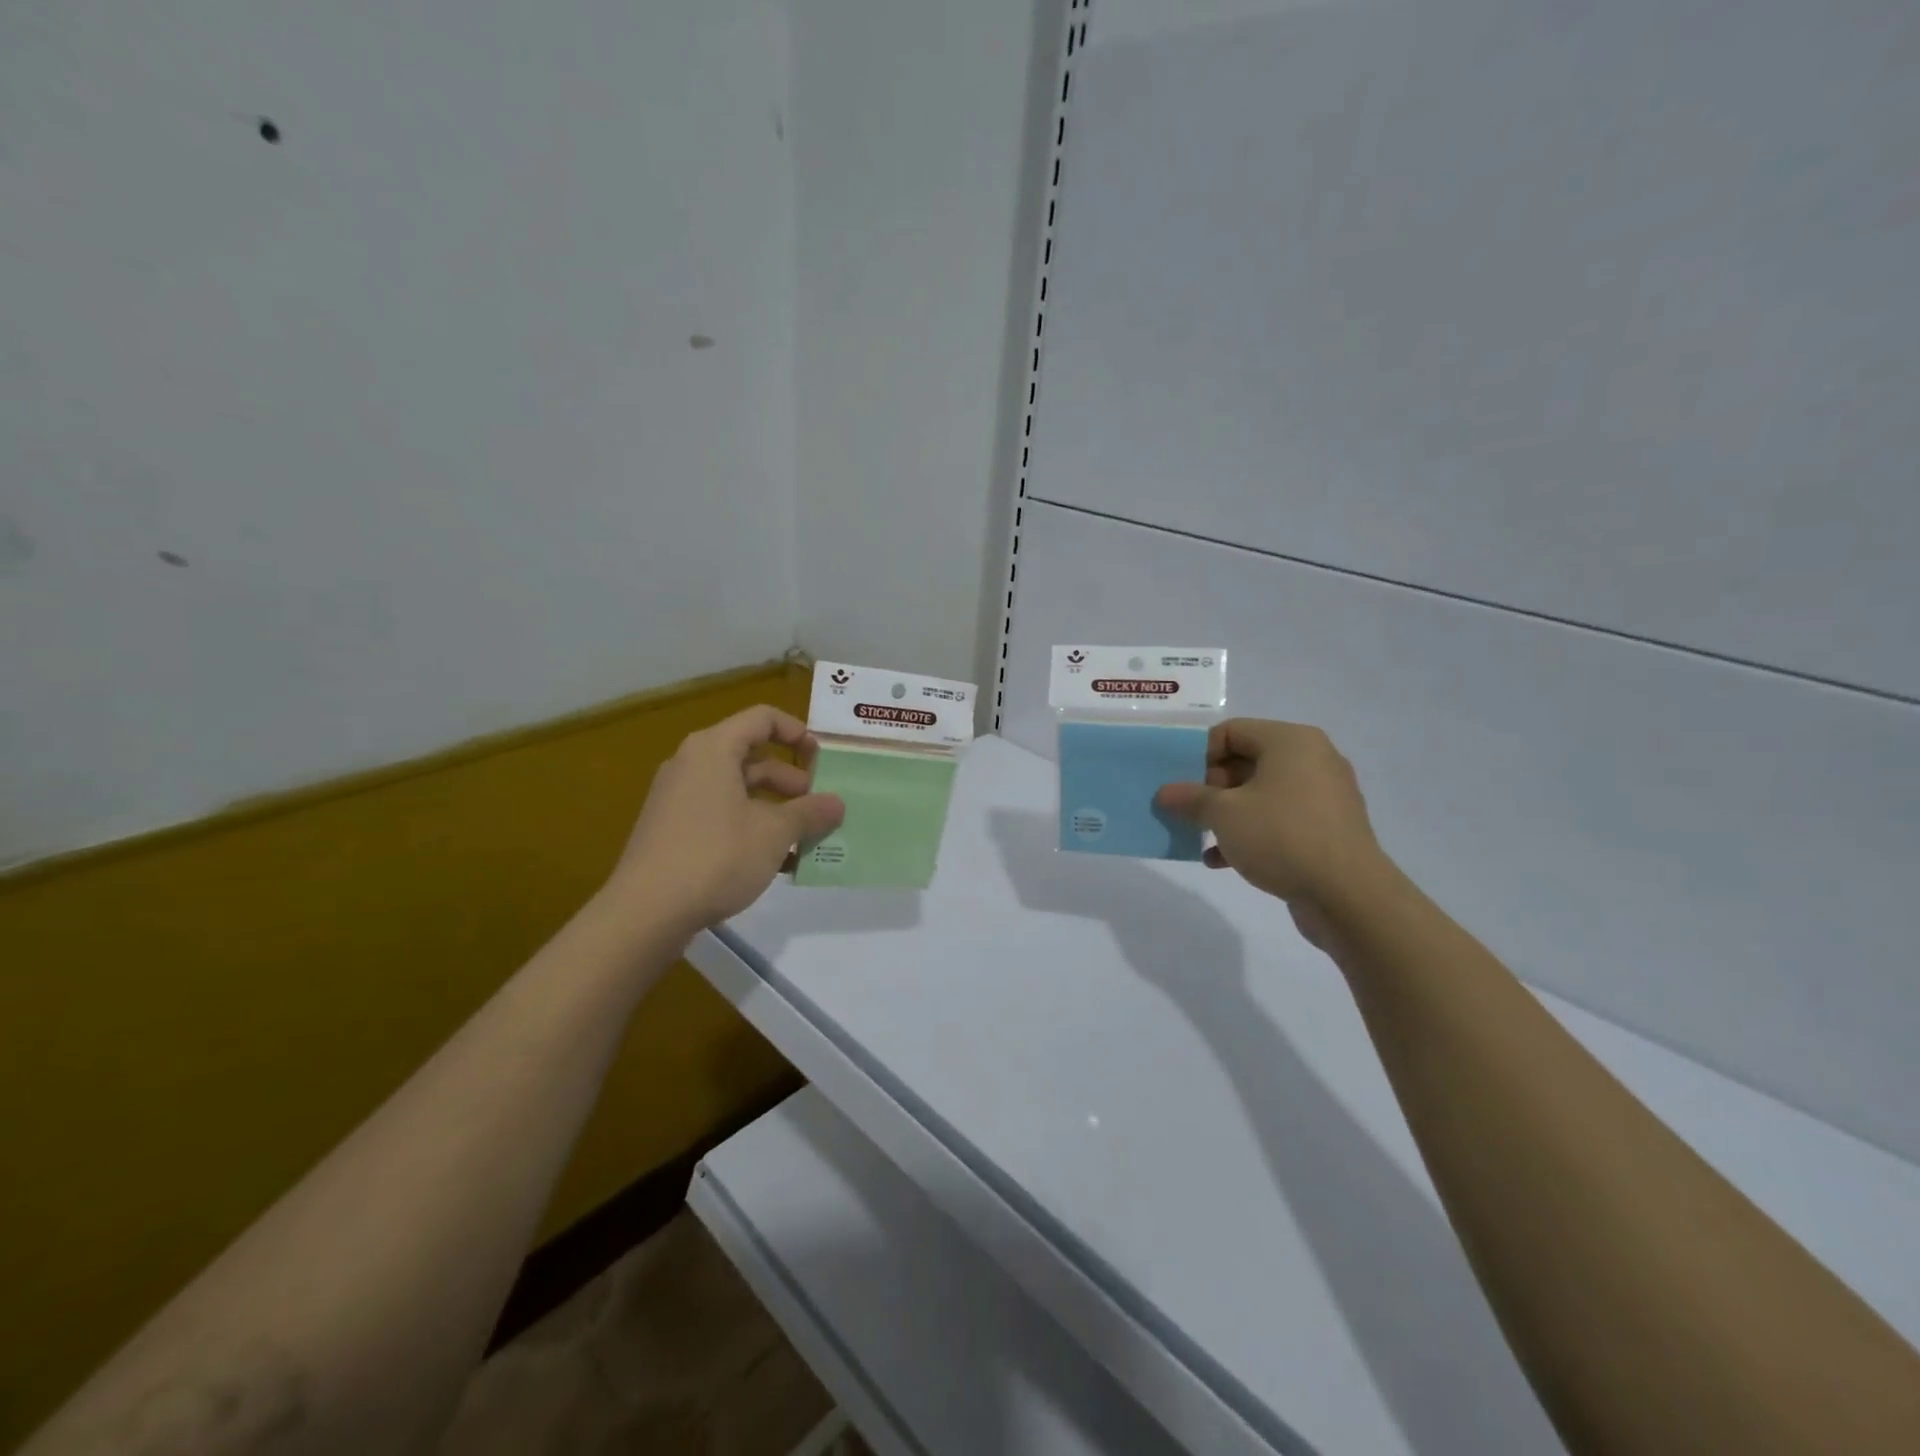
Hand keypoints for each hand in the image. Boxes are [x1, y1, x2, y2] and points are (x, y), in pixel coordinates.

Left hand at [606, 705, 844, 938]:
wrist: (645, 912)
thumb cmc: (716, 856)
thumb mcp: (774, 833)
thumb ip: (809, 813)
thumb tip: (837, 804)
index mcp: (713, 749)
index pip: (762, 719)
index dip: (797, 733)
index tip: (821, 761)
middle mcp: (692, 765)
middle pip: (752, 757)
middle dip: (791, 781)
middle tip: (818, 808)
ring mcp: (678, 799)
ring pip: (738, 791)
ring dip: (775, 810)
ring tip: (804, 839)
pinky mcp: (672, 831)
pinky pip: (721, 816)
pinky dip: (751, 828)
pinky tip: (776, 863)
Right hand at [1156, 720, 1386, 947]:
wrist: (1349, 896)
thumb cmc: (1282, 837)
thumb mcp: (1224, 814)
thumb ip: (1190, 798)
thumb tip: (1165, 793)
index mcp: (1290, 742)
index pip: (1231, 731)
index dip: (1199, 755)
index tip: (1181, 785)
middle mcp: (1311, 760)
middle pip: (1245, 761)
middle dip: (1210, 788)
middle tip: (1187, 812)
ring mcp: (1322, 796)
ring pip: (1260, 795)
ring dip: (1226, 814)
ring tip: (1199, 836)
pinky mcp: (1326, 829)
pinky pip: (1278, 820)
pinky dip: (1250, 833)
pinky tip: (1221, 860)